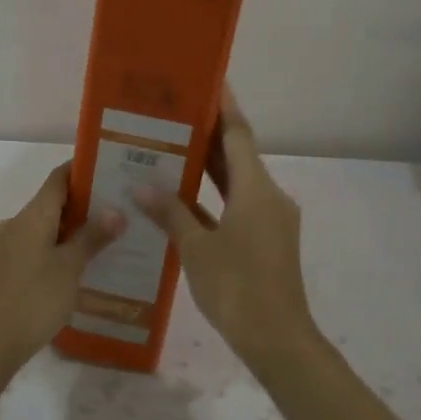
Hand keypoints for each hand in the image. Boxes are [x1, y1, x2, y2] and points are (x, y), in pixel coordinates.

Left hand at [0, 163, 124, 419]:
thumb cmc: (33, 299)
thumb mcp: (69, 268)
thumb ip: (92, 237)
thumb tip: (117, 210)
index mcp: (32, 215)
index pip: (59, 178)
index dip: (84, 170)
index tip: (114, 168)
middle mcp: (18, 224)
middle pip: (55, 202)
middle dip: (88, 202)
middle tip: (124, 205)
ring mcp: (11, 247)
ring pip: (49, 227)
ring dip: (77, 228)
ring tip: (113, 234)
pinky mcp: (10, 269)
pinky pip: (41, 246)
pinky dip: (63, 247)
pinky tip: (87, 262)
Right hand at [134, 87, 317, 373]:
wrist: (277, 338)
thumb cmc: (236, 287)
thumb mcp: (197, 248)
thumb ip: (170, 212)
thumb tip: (143, 187)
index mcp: (256, 189)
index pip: (238, 135)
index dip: (223, 107)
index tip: (208, 81)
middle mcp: (269, 196)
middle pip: (238, 156)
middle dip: (209, 135)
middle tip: (174, 114)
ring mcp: (271, 219)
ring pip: (238, 182)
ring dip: (209, 167)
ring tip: (173, 149)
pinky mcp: (268, 240)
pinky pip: (238, 205)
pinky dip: (214, 198)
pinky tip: (184, 198)